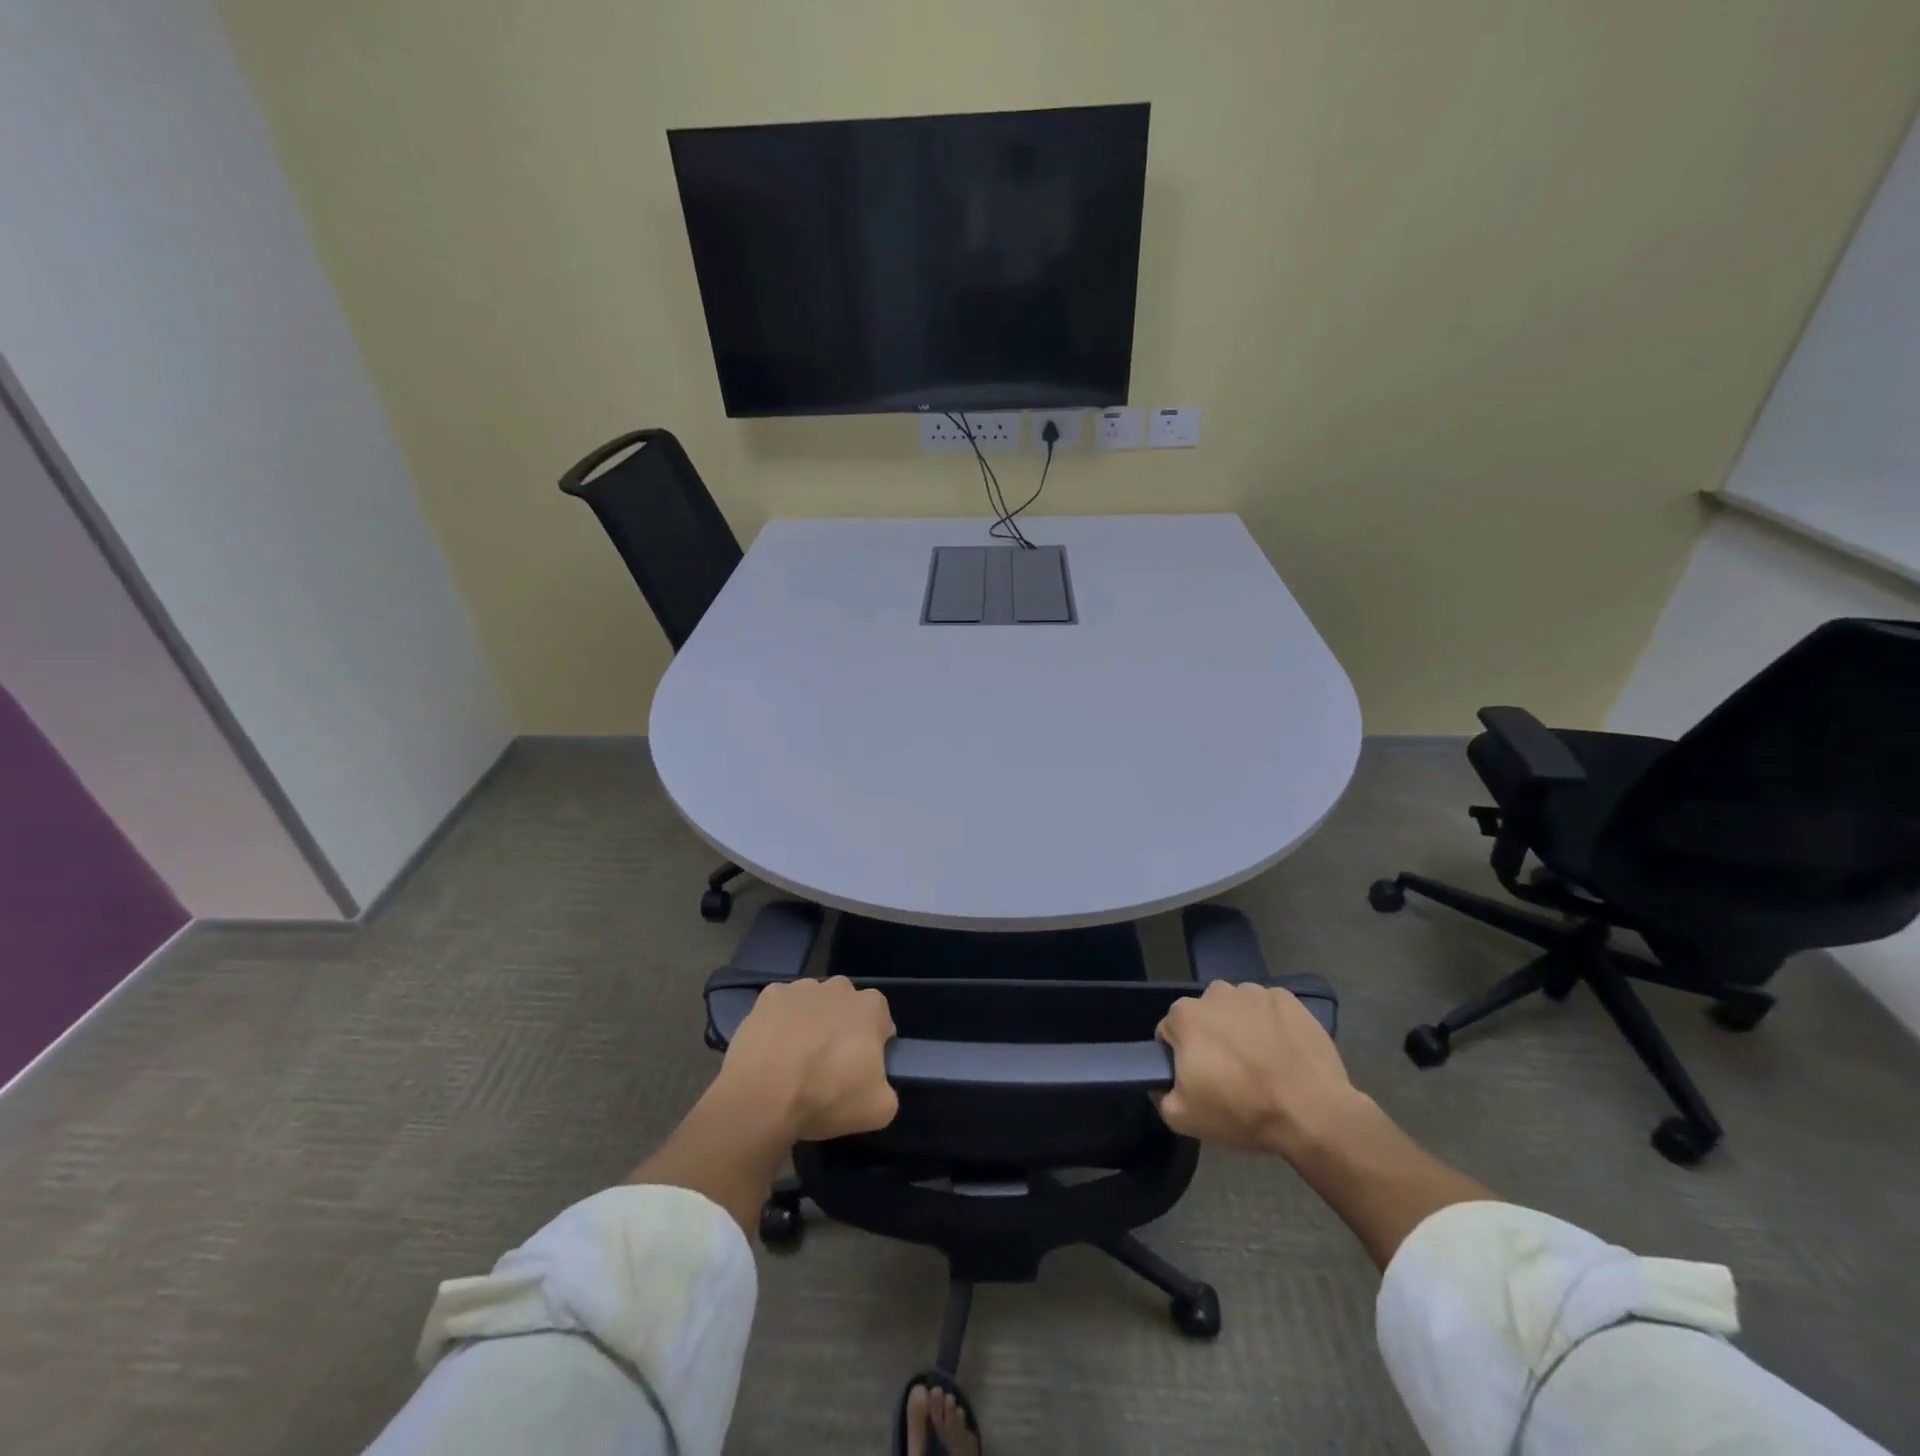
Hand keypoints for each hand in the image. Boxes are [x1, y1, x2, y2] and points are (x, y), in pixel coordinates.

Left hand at [717, 976, 898, 1141]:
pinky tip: (771, 1050)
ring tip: (795, 1060)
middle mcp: (839, 987)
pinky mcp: (768, 996)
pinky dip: (779, 1022)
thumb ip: (887, 1089)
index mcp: (871, 1007)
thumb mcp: (878, 1109)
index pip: (880, 1020)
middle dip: (841, 1027)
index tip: (860, 1068)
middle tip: (828, 1064)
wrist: (764, 1094)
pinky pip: (780, 1007)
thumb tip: (876, 1085)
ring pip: (812, 1003)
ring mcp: (801, 988)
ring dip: (810, 1022)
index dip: (873, 1043)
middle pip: (846, 1006)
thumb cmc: (828, 1096)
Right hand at [1155, 981, 1368, 1156]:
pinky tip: (1284, 1054)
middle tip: (1231, 1074)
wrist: (1313, 1113)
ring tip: (1262, 1064)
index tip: (1199, 1080)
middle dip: (1211, 1038)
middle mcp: (1215, 993)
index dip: (1181, 1057)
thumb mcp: (1183, 1118)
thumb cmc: (1242, 1111)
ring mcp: (1254, 992)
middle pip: (1205, 1017)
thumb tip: (1162, 1082)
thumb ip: (1160, 1094)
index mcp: (1185, 1015)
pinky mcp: (1288, 999)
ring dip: (1241, 1029)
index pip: (1170, 1032)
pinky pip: (1269, 1010)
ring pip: (1237, 1010)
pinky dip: (1271, 1025)